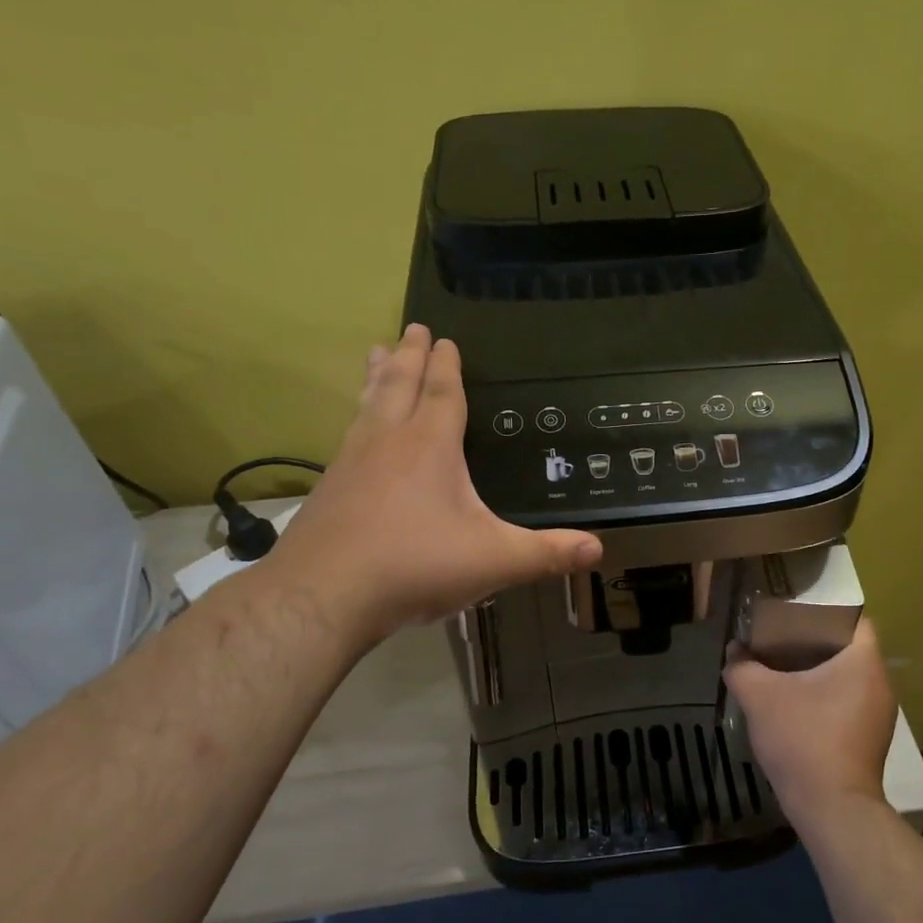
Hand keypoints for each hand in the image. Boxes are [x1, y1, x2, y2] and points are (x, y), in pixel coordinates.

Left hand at [268, 325, 602, 640]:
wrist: (323, 595)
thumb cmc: (415, 566)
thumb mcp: (493, 561)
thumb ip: (545, 554)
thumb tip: (598, 549)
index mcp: (430, 447)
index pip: (442, 394)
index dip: (447, 366)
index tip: (445, 338)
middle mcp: (388, 442)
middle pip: (400, 385)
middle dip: (411, 356)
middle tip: (413, 327)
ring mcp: (351, 462)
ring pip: (367, 404)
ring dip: (377, 377)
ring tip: (377, 353)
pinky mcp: (328, 488)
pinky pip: (348, 435)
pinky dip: (357, 416)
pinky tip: (354, 430)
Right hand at [723, 619, 896, 826]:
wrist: (832, 808)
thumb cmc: (803, 739)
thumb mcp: (759, 696)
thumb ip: (742, 667)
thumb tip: (734, 652)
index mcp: (864, 661)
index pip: (853, 619)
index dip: (823, 612)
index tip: (794, 617)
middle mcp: (880, 683)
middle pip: (848, 649)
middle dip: (814, 643)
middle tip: (780, 642)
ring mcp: (879, 716)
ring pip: (847, 679)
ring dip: (818, 674)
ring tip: (782, 673)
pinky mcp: (870, 741)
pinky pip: (847, 704)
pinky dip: (824, 699)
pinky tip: (796, 709)